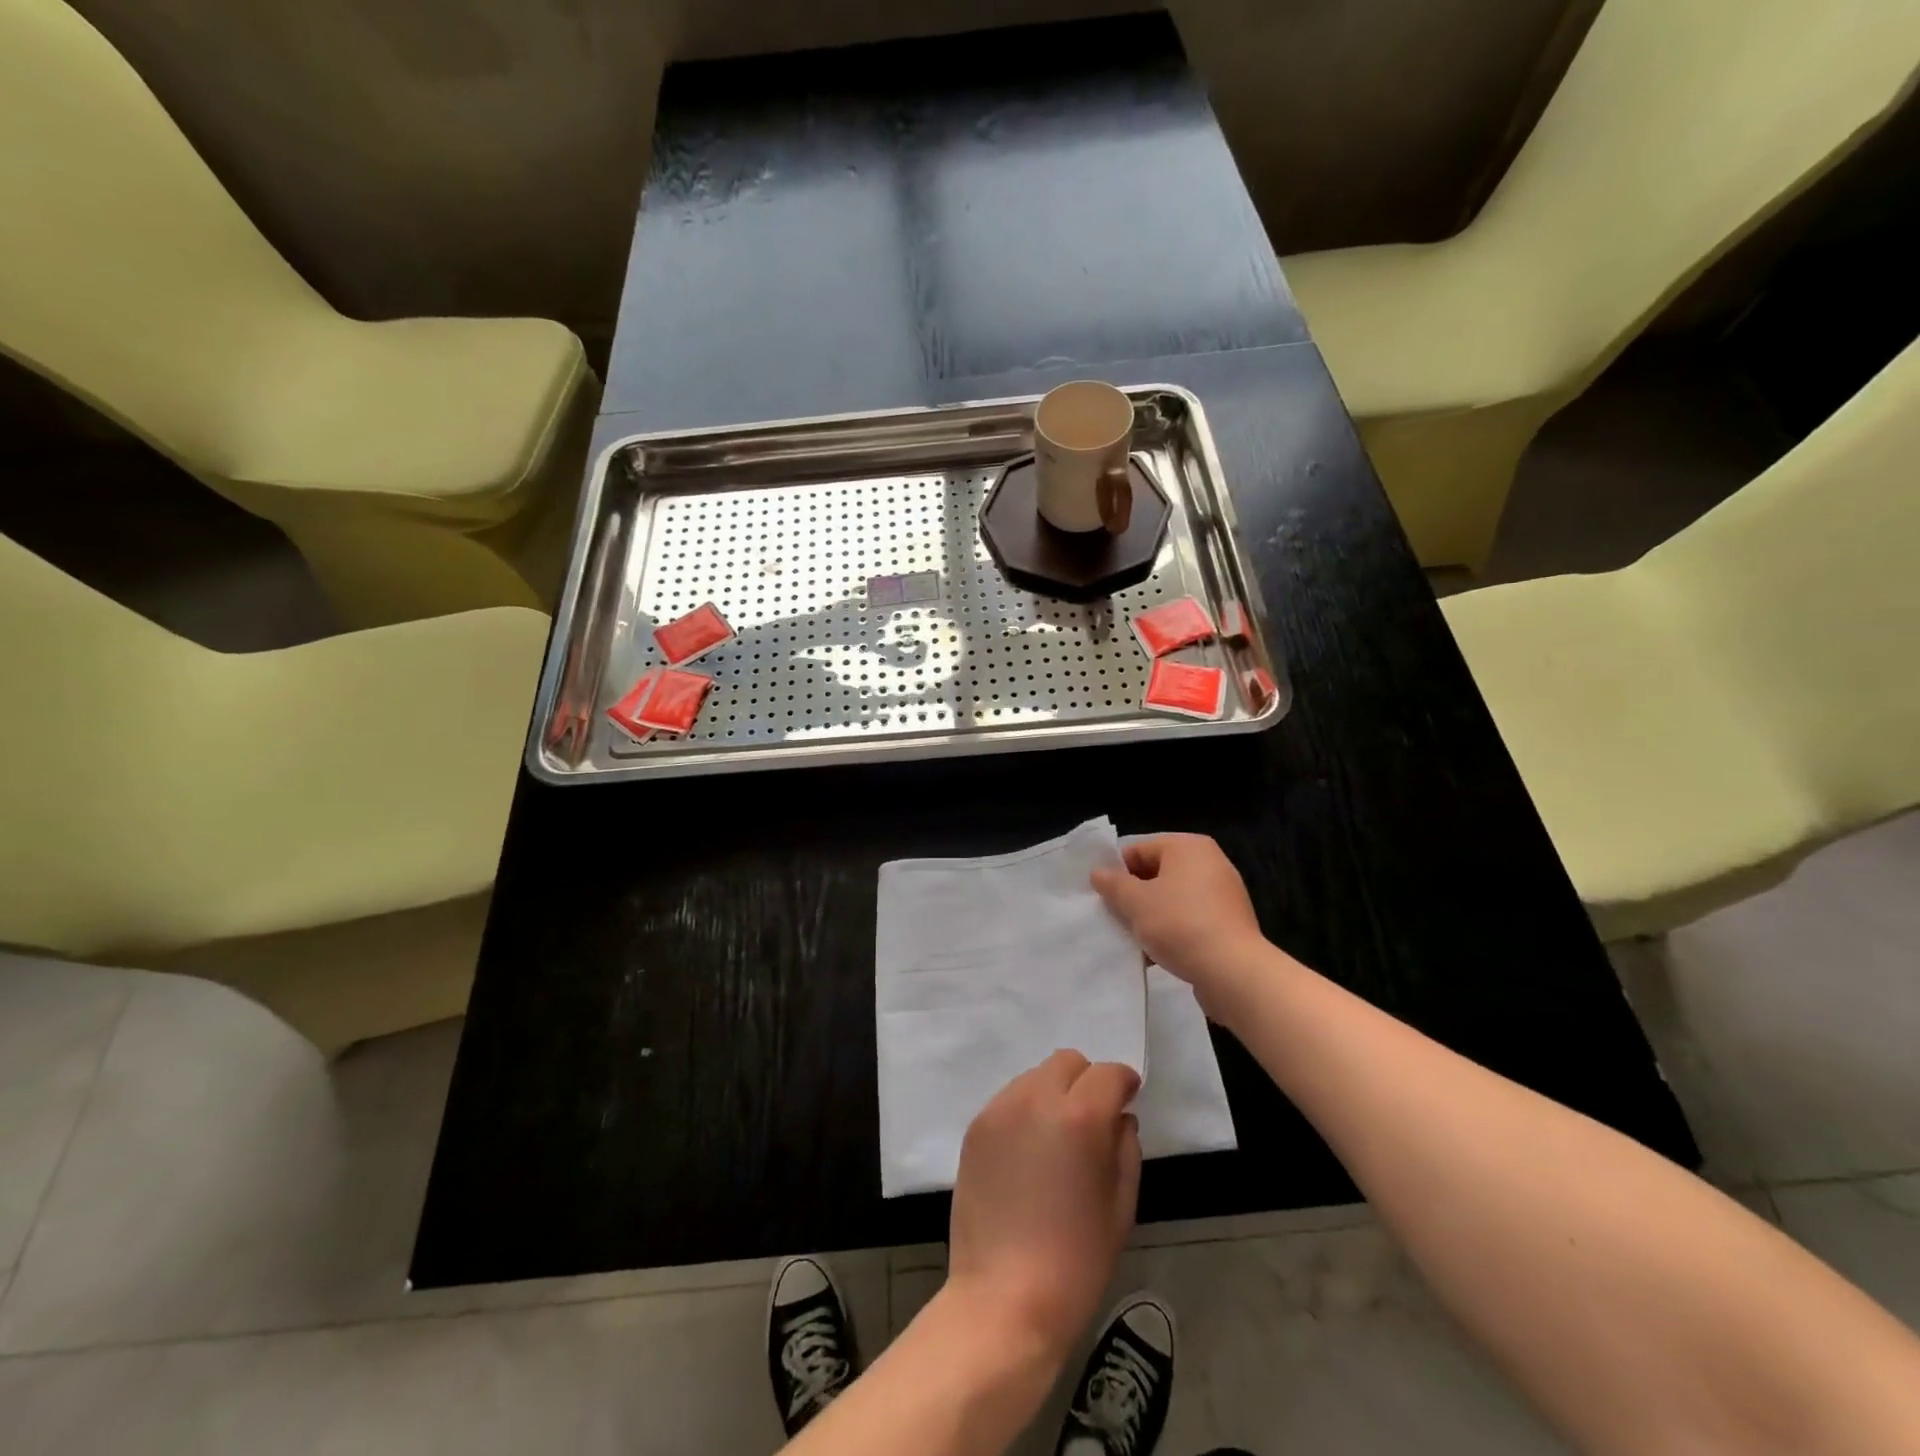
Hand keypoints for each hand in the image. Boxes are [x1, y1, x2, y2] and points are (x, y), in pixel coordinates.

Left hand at [946, 1051, 1142, 1366]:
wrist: (1004, 1298)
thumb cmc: (1076, 1261)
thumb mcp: (1121, 1207)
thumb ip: (1125, 1148)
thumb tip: (1119, 1117)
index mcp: (1080, 1117)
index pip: (1107, 1074)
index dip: (1123, 1083)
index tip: (1128, 1100)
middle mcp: (1036, 1099)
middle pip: (1067, 1062)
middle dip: (1087, 1081)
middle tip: (1092, 1120)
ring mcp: (1000, 1110)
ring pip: (1035, 1076)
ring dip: (1054, 1093)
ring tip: (1057, 1138)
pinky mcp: (976, 1127)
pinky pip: (1009, 1099)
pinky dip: (1026, 1111)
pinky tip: (1029, 1152)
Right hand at [1091, 834, 1271, 1017]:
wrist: (1233, 972)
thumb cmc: (1180, 924)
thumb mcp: (1136, 902)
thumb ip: (1113, 884)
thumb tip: (1098, 873)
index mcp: (1189, 847)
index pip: (1139, 849)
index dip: (1117, 872)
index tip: (1103, 897)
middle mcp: (1210, 863)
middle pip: (1156, 874)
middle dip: (1133, 896)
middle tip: (1115, 918)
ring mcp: (1223, 894)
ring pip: (1172, 899)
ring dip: (1150, 917)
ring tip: (1133, 939)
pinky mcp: (1228, 923)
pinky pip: (1190, 919)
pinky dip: (1172, 931)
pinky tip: (1155, 954)